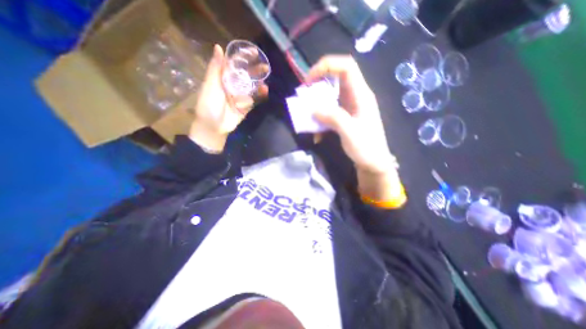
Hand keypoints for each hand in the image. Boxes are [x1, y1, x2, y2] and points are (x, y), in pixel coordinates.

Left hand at [191, 43, 266, 152]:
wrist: (214, 127)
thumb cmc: (208, 105)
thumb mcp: (210, 85)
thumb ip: (215, 68)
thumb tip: (219, 47)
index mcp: (222, 78)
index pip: (234, 64)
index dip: (243, 57)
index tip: (254, 52)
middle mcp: (233, 85)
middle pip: (245, 75)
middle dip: (255, 70)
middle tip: (265, 66)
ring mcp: (241, 96)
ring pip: (252, 87)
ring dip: (259, 82)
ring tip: (266, 77)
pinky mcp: (246, 106)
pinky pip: (254, 99)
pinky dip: (260, 95)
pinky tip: (265, 91)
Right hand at [307, 56, 403, 205]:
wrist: (373, 163)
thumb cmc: (366, 148)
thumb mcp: (350, 132)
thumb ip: (333, 117)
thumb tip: (313, 109)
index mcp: (361, 95)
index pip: (346, 66)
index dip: (327, 66)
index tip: (309, 80)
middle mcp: (355, 97)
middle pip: (336, 79)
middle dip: (318, 85)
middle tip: (305, 96)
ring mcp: (350, 107)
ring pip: (330, 96)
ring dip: (317, 105)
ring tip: (308, 117)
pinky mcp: (345, 117)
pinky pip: (330, 112)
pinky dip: (321, 120)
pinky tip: (318, 135)